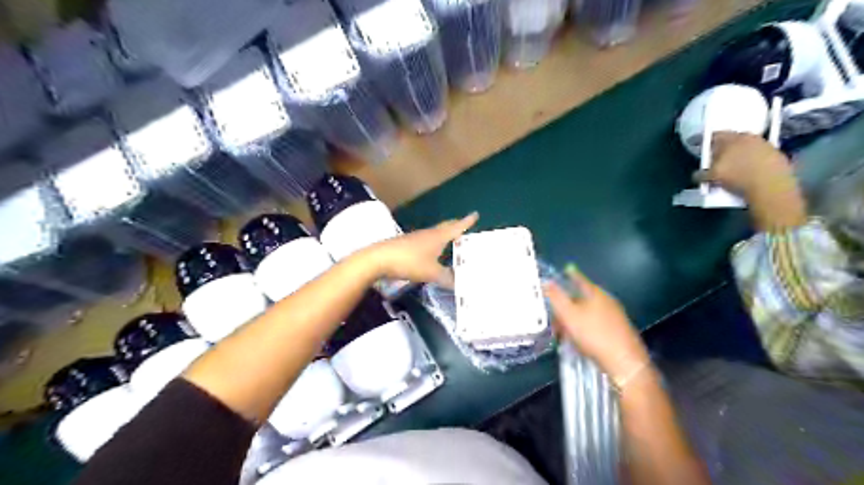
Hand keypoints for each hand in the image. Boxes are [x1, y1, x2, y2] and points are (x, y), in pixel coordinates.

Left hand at [364, 213, 478, 287]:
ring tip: (452, 240)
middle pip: (445, 227)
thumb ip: (447, 278)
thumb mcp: (432, 273)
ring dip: (445, 235)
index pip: (456, 227)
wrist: (379, 259)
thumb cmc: (409, 262)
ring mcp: (416, 238)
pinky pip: (426, 241)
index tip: (475, 214)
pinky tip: (432, 252)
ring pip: (435, 233)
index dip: (467, 222)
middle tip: (464, 225)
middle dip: (456, 226)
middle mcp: (429, 234)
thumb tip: (460, 284)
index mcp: (438, 237)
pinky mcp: (407, 244)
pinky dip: (434, 243)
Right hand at [546, 265, 646, 382]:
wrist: (624, 362)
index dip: (570, 275)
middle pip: (582, 297)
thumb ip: (556, 297)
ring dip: (574, 319)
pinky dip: (584, 327)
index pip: (579, 278)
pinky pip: (596, 323)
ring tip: (564, 333)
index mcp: (595, 293)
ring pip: (588, 312)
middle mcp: (606, 300)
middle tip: (555, 318)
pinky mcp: (618, 330)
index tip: (564, 271)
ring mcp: (614, 315)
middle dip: (566, 305)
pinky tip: (579, 340)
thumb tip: (546, 281)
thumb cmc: (593, 334)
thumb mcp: (568, 314)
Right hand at [693, 133, 809, 230]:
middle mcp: (748, 137)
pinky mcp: (777, 154)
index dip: (706, 142)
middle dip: (723, 148)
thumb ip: (701, 174)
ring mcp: (764, 144)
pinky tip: (748, 171)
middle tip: (717, 159)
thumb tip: (697, 175)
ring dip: (739, 154)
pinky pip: (759, 155)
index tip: (702, 149)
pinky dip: (752, 160)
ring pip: (746, 146)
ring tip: (733, 166)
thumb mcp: (712, 177)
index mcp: (730, 138)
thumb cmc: (737, 177)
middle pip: (732, 139)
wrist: (770, 186)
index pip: (714, 135)